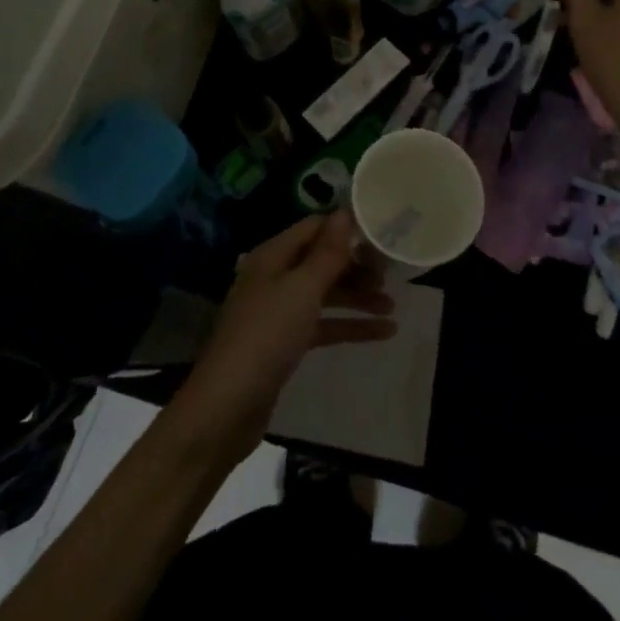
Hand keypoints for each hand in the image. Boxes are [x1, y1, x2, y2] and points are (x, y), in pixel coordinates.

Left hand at [172, 210, 396, 461]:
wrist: (226, 407)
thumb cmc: (266, 336)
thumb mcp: (302, 290)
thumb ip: (327, 253)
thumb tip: (345, 212)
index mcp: (273, 256)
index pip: (314, 228)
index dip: (346, 229)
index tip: (381, 235)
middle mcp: (275, 277)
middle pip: (322, 261)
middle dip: (356, 266)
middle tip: (391, 275)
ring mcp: (279, 312)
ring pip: (326, 294)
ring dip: (358, 298)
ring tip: (393, 306)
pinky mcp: (286, 343)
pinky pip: (324, 325)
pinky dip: (350, 326)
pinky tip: (383, 333)